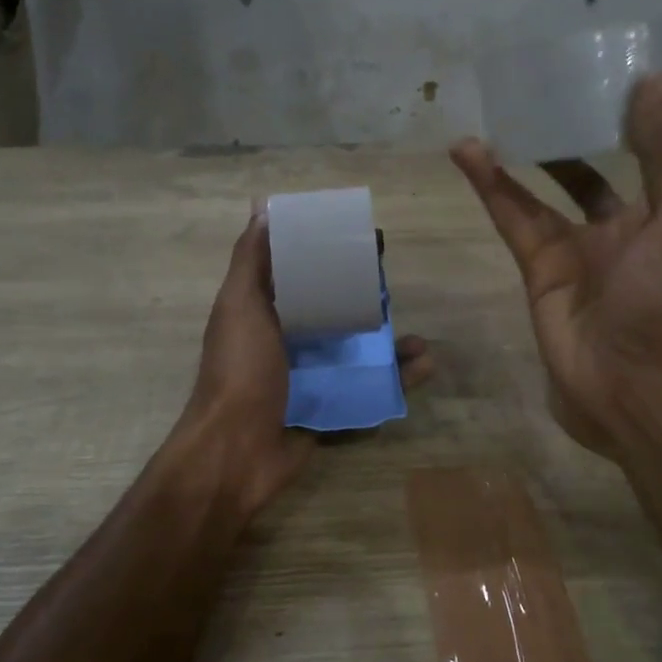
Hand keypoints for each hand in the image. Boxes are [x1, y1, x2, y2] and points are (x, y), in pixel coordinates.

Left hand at [184, 207, 432, 513]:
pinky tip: (424, 365)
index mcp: (265, 313)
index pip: (299, 273)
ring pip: (357, 351)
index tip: (357, 237)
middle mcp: (288, 341)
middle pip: (333, 310)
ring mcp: (312, 377)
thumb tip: (263, 208)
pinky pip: (370, 388)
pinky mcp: (332, 407)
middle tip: (393, 282)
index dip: (325, 253)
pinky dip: (398, 378)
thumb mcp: (239, 306)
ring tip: (417, 336)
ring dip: (388, 341)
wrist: (237, 453)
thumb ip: (251, 261)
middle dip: (364, 296)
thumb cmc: (239, 371)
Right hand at [450, 72, 661, 460]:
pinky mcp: (534, 270)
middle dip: (561, 140)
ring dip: (513, 157)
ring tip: (490, 117)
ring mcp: (570, 251)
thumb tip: (658, 78)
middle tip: (534, 96)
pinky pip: (511, 218)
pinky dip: (491, 186)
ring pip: (535, 194)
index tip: (594, 78)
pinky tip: (470, 154)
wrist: (630, 386)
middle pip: (581, 174)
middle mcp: (613, 229)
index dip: (618, 120)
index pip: (637, 156)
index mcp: (657, 215)